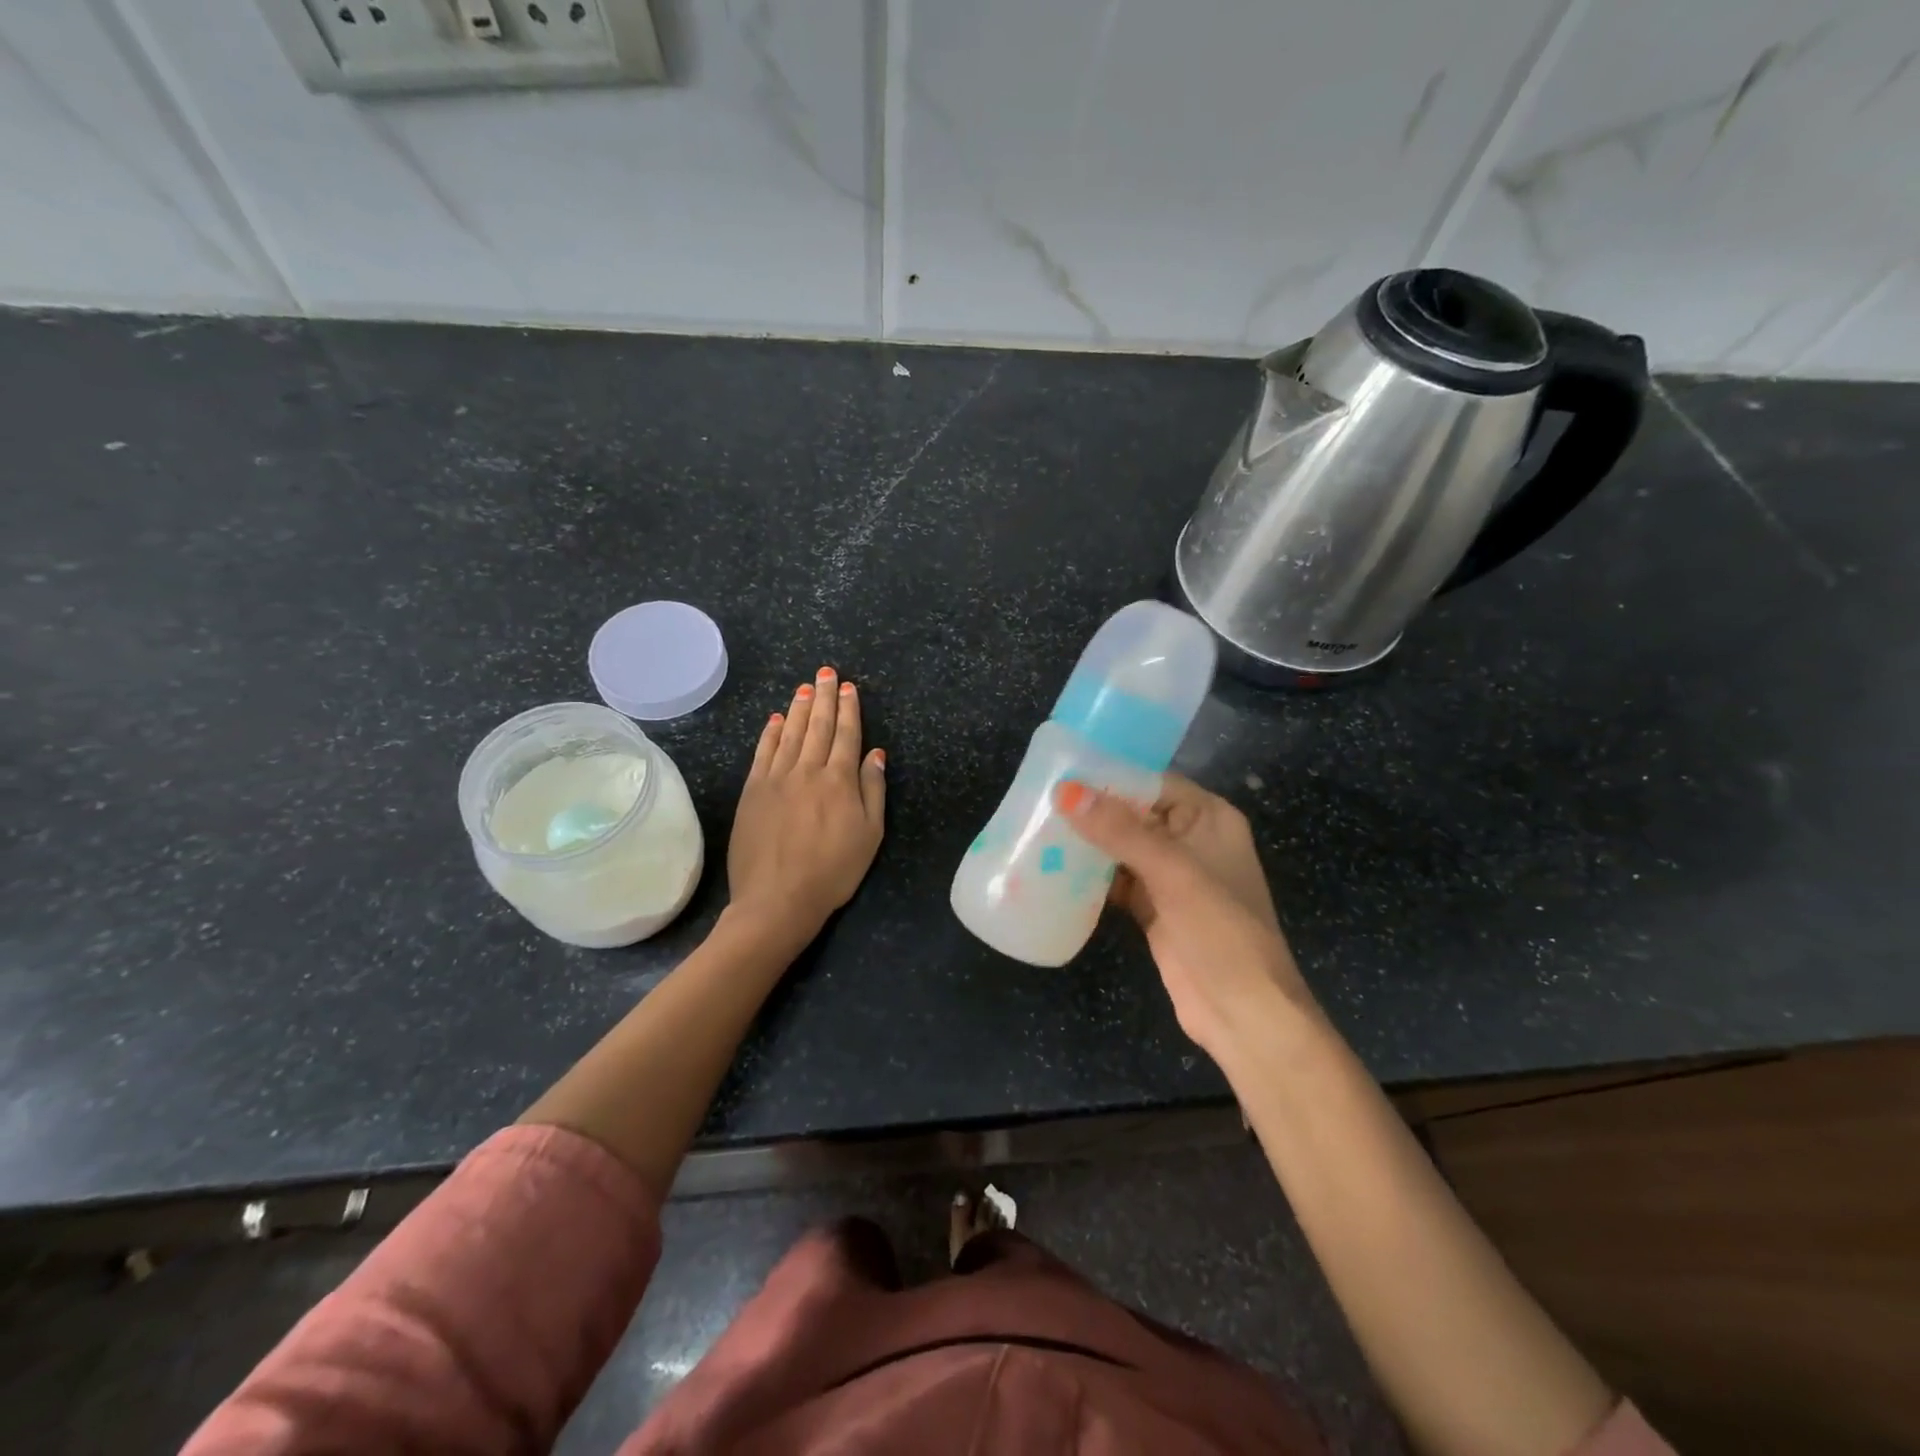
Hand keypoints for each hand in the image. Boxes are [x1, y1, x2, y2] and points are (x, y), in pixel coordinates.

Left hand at [728, 666, 886, 942]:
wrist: (777, 899)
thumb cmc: (833, 871)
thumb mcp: (870, 835)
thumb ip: (873, 790)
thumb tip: (875, 754)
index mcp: (839, 781)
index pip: (847, 735)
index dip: (849, 709)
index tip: (848, 687)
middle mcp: (807, 771)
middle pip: (818, 727)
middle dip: (824, 697)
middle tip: (826, 673)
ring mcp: (776, 779)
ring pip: (790, 733)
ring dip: (799, 708)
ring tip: (804, 687)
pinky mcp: (752, 791)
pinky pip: (763, 752)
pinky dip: (770, 732)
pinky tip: (775, 719)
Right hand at [1057, 774, 1314, 1054]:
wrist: (1243, 1013)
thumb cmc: (1220, 930)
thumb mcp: (1172, 872)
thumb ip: (1120, 830)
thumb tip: (1067, 791)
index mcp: (1209, 818)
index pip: (1154, 782)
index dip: (1111, 775)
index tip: (1062, 769)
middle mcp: (1190, 840)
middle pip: (1134, 813)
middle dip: (1092, 810)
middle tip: (1039, 799)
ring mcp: (1172, 877)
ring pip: (1121, 848)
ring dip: (1087, 843)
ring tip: (1037, 828)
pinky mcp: (1154, 908)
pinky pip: (1116, 881)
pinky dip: (1090, 877)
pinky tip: (1054, 870)